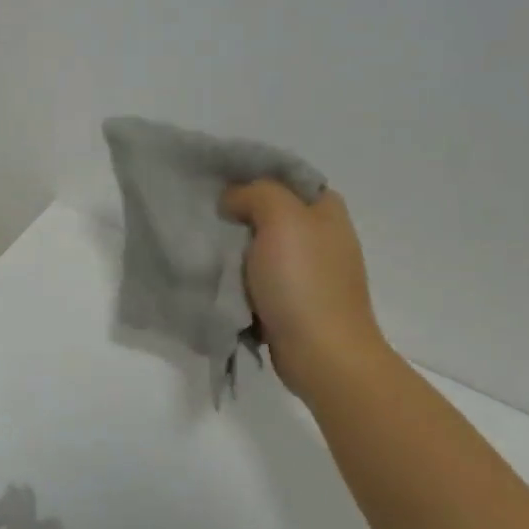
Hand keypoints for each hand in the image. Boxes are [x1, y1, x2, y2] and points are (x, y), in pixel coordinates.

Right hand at [221, 181, 390, 395]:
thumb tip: (231, 201)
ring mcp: (308, 271)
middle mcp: (321, 235)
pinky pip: (257, 277)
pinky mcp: (293, 300)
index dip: (251, 174)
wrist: (321, 354)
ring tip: (202, 243)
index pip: (285, 176)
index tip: (216, 182)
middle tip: (204, 212)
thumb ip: (255, 193)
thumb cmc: (303, 281)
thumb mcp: (281, 217)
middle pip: (270, 211)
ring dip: (234, 247)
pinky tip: (216, 275)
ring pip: (260, 245)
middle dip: (237, 212)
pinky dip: (238, 276)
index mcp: (326, 210)